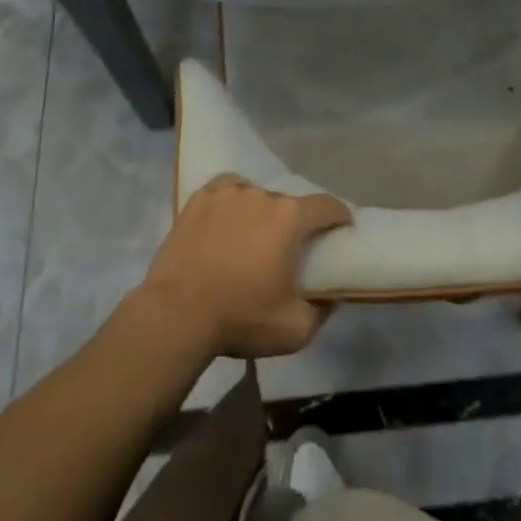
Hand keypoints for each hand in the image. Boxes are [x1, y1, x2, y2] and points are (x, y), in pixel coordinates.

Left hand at [137, 176, 351, 358]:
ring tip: (252, 237)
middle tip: (288, 248)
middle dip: (294, 222)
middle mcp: (262, 195)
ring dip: (261, 213)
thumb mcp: (295, 330)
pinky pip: (226, 191)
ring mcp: (228, 192)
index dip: (340, 215)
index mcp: (290, 218)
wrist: (176, 314)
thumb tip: (332, 295)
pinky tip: (227, 219)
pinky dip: (233, 202)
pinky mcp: (200, 198)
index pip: (327, 206)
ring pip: (256, 196)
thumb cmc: (240, 318)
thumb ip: (323, 310)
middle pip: (288, 203)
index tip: (343, 227)